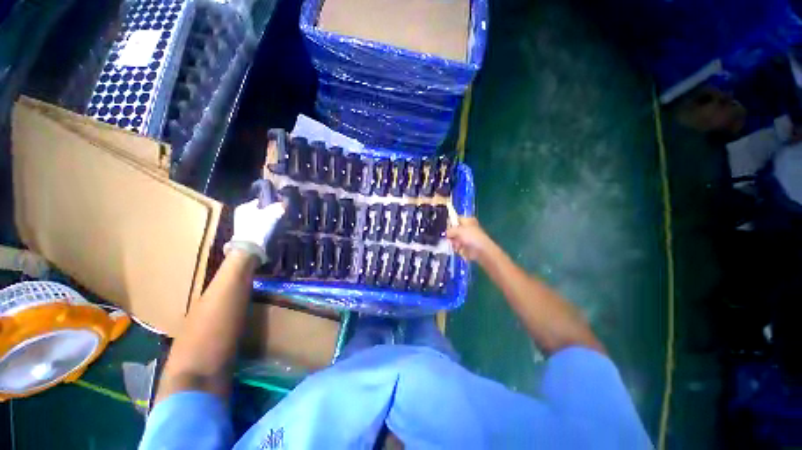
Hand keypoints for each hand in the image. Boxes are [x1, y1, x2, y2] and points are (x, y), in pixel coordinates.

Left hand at [225, 199, 284, 263]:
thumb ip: (278, 207)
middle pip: (261, 210)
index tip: (281, 205)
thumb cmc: (258, 227)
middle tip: (282, 213)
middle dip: (271, 212)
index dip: (272, 202)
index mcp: (244, 207)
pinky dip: (267, 227)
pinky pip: (261, 227)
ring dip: (270, 220)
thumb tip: (285, 203)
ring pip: (261, 219)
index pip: (261, 201)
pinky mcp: (248, 234)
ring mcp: (244, 225)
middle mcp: (241, 214)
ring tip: (280, 221)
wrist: (250, 248)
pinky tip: (275, 229)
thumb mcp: (271, 215)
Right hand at [446, 216, 495, 261]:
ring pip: (453, 238)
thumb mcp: (459, 230)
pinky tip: (457, 248)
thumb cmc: (472, 237)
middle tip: (449, 237)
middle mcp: (466, 228)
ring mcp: (465, 237)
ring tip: (456, 244)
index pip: (454, 219)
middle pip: (452, 229)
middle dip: (450, 234)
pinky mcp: (464, 246)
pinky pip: (455, 245)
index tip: (445, 228)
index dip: (449, 223)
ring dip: (452, 241)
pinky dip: (454, 247)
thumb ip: (449, 230)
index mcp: (467, 220)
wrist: (481, 251)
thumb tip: (445, 233)